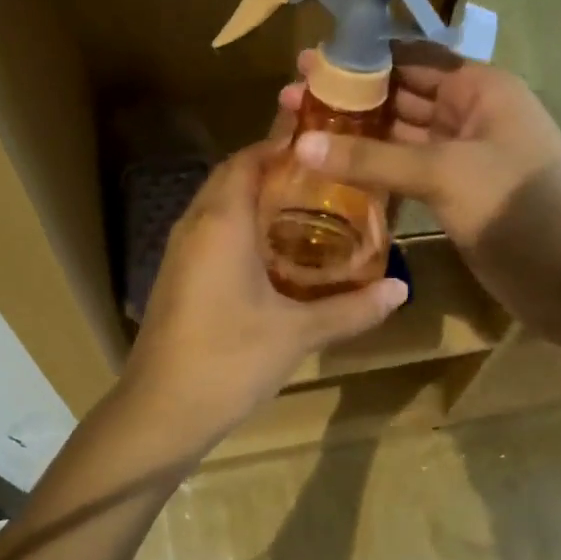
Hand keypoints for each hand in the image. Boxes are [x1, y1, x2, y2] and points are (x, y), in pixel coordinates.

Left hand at [116, 141, 407, 458]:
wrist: (159, 414)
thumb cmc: (228, 361)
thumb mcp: (297, 334)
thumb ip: (351, 309)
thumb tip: (401, 289)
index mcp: (221, 222)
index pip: (249, 158)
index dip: (283, 145)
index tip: (326, 145)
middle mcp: (196, 225)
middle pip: (234, 177)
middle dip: (276, 171)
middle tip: (328, 179)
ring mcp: (181, 253)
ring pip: (220, 207)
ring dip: (258, 201)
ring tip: (311, 210)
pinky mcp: (178, 279)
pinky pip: (213, 235)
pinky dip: (243, 230)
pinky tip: (277, 256)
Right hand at [278, 45, 560, 341]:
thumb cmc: (516, 204)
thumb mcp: (443, 171)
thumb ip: (372, 158)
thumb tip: (302, 146)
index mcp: (479, 87)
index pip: (411, 59)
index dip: (360, 60)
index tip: (309, 63)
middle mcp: (469, 114)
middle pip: (401, 97)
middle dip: (350, 99)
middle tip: (289, 100)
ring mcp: (461, 157)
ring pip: (400, 138)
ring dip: (357, 137)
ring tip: (298, 134)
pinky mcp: (453, 195)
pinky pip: (405, 173)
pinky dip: (373, 172)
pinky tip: (332, 175)